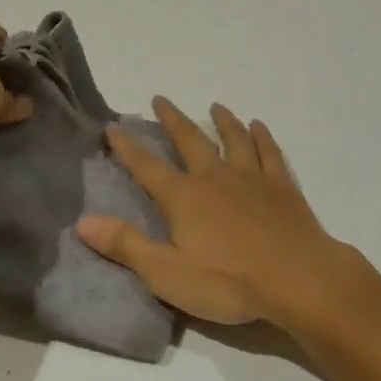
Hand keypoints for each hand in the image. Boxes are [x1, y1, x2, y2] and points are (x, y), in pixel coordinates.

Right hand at [76, 97, 362, 329]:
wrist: (297, 278)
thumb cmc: (228, 281)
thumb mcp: (167, 274)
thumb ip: (126, 246)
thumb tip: (83, 222)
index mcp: (184, 197)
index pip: (147, 167)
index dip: (127, 147)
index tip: (112, 126)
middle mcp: (214, 176)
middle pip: (189, 139)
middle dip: (172, 119)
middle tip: (160, 99)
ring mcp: (251, 176)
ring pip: (233, 138)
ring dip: (222, 120)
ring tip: (216, 106)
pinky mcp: (281, 185)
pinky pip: (269, 152)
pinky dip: (263, 137)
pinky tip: (260, 126)